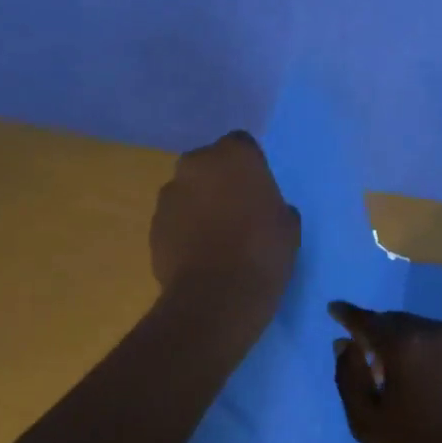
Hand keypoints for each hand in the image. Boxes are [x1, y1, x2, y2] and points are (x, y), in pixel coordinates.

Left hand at [150, 132, 298, 317]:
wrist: (216, 297)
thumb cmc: (263, 252)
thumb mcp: (288, 225)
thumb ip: (273, 204)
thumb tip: (263, 209)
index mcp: (234, 155)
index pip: (242, 146)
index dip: (250, 167)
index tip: (258, 190)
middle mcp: (196, 164)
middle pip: (209, 165)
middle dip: (219, 181)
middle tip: (237, 211)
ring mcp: (169, 194)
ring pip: (188, 191)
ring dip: (199, 205)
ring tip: (216, 237)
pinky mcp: (154, 224)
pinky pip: (175, 219)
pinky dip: (184, 229)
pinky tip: (200, 254)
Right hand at [329, 302, 441, 442]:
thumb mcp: (368, 422)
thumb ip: (350, 377)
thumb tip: (345, 344)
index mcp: (404, 343)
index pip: (367, 320)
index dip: (348, 315)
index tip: (335, 309)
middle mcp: (434, 330)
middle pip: (395, 322)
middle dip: (377, 333)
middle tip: (366, 358)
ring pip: (421, 331)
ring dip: (404, 343)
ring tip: (398, 375)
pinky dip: (428, 352)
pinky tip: (428, 381)